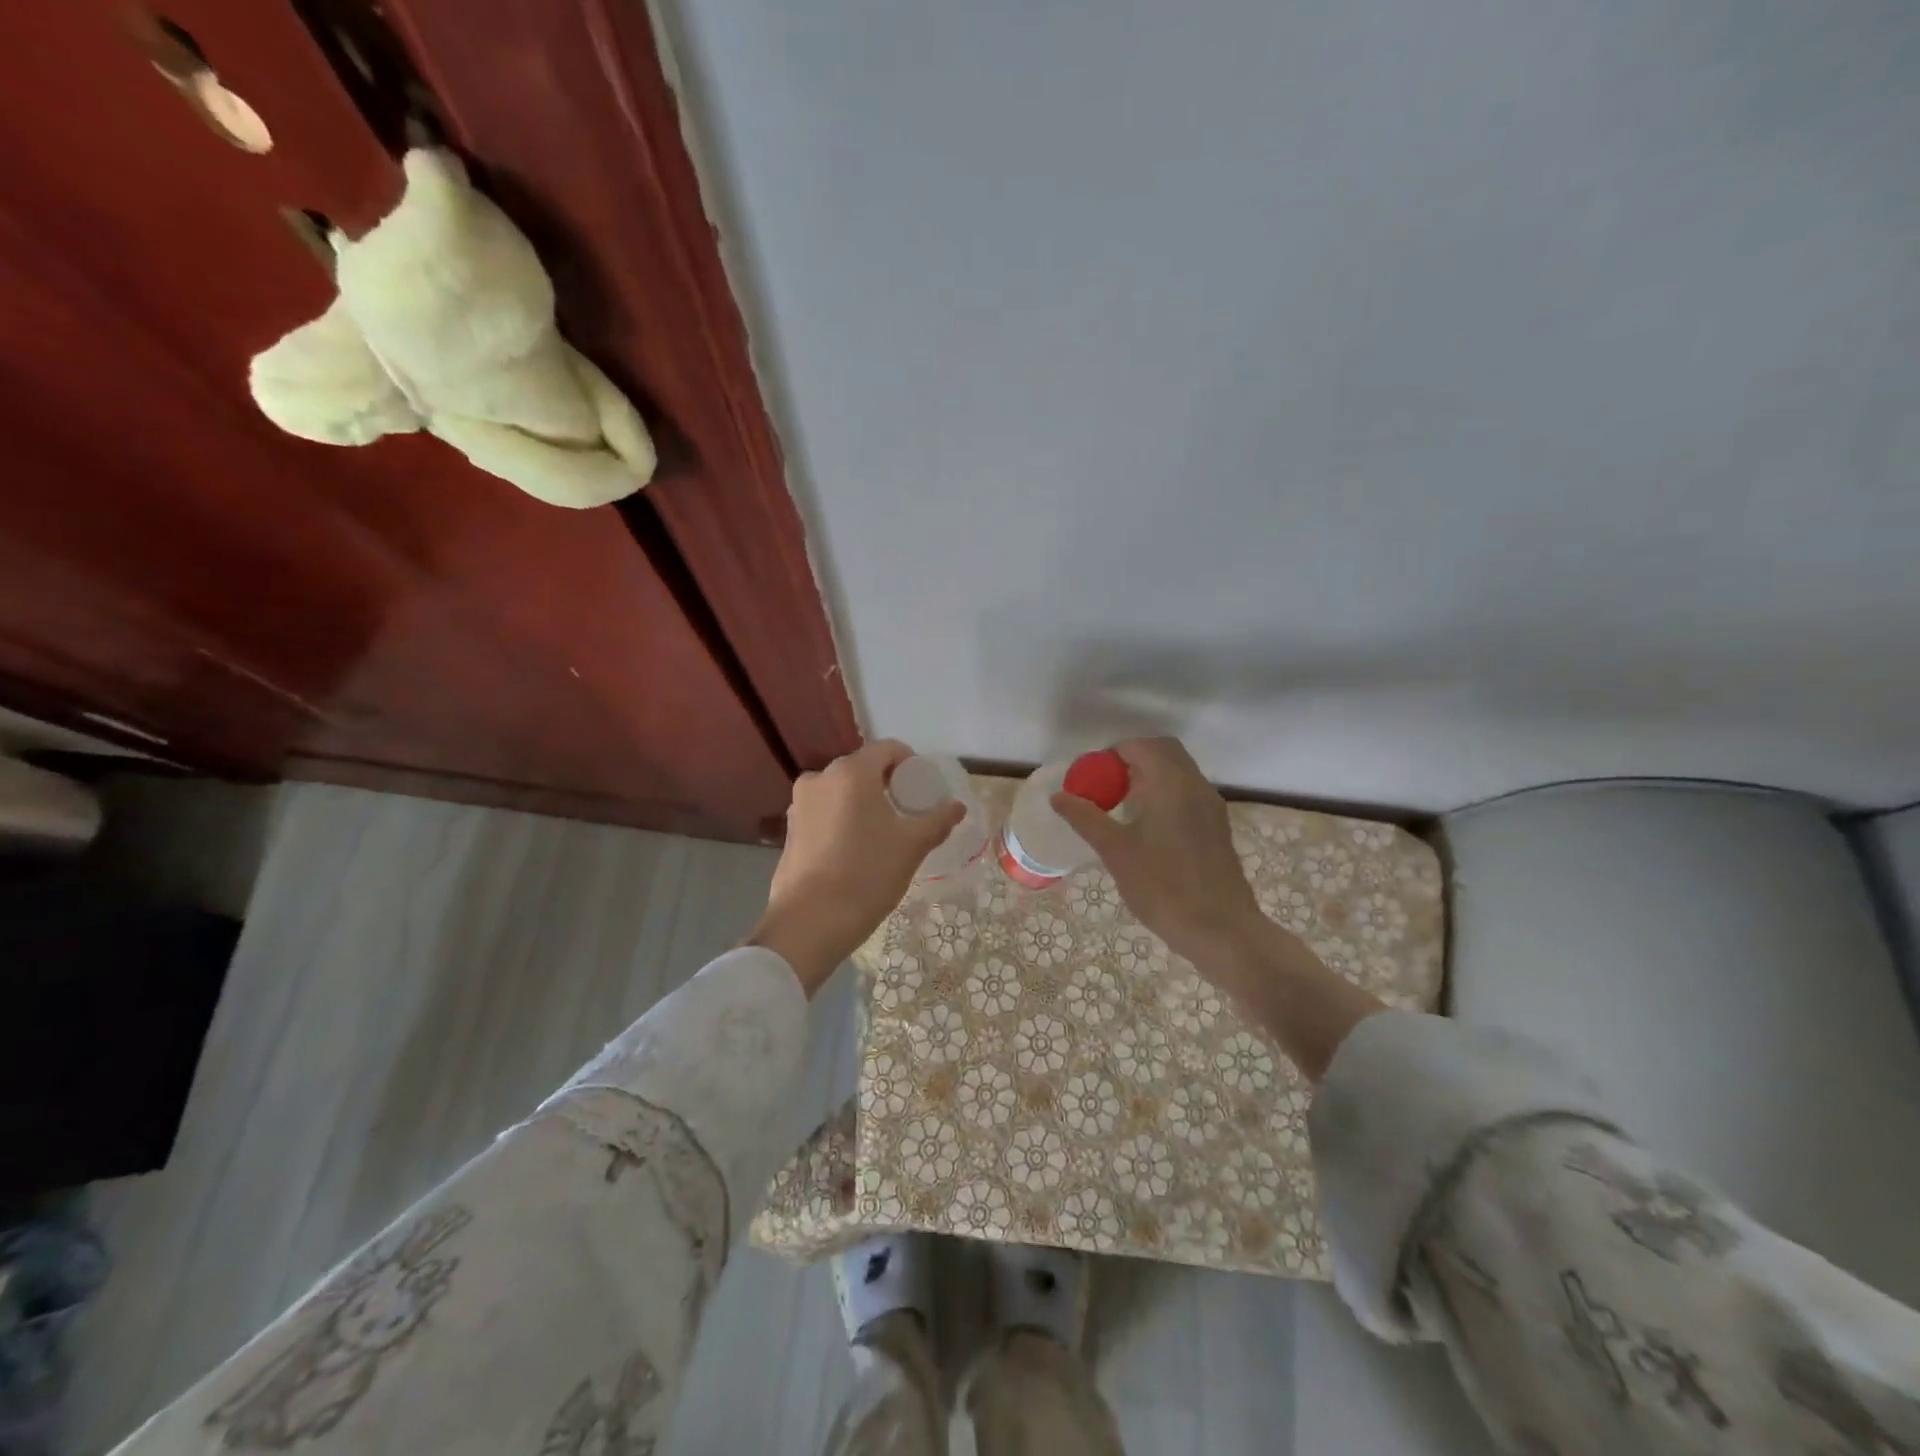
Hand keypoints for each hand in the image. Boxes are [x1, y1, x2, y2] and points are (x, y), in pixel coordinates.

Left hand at [748, 740, 965, 995]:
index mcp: (851, 772)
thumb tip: (957, 806)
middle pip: (863, 769)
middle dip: (888, 784)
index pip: (887, 749)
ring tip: (884, 832)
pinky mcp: (789, 830)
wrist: (810, 922)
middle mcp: (820, 778)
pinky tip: (857, 848)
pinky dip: (844, 819)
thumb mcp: (912, 846)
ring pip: (842, 792)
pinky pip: (825, 812)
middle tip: (909, 811)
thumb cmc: (867, 874)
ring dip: (864, 803)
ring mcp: (799, 804)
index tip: (925, 788)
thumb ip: (938, 820)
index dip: (911, 763)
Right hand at [1053, 737, 1383, 1081]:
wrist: (1221, 930)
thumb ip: (1086, 819)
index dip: (1112, 754)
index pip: (1142, 747)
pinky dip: (1164, 793)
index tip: (1090, 775)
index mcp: (1172, 784)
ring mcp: (1211, 807)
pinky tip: (1145, 826)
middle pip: (1164, 752)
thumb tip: (1058, 796)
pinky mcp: (1216, 828)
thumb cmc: (1164, 888)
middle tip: (1104, 784)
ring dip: (1149, 776)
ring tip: (1120, 805)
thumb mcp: (1116, 852)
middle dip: (1132, 759)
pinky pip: (1187, 793)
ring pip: (1178, 772)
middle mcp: (1196, 786)